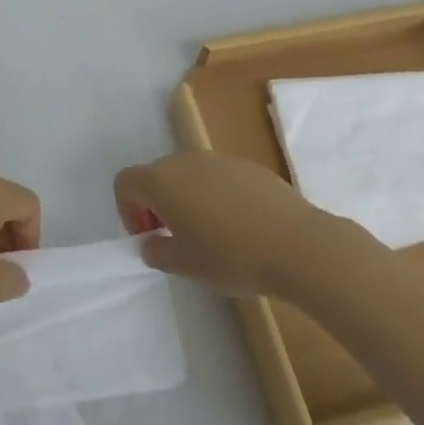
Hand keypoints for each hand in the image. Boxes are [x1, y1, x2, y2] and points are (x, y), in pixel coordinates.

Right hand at [115, 153, 327, 297]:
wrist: (297, 244)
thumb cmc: (232, 256)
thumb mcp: (186, 265)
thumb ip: (158, 252)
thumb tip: (152, 243)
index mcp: (163, 181)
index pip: (126, 181)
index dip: (127, 210)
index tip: (150, 237)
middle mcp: (186, 160)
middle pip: (157, 175)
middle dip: (156, 205)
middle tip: (174, 240)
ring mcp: (220, 159)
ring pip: (189, 174)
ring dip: (186, 199)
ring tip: (209, 235)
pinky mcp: (248, 166)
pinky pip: (218, 177)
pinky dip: (216, 196)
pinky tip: (239, 227)